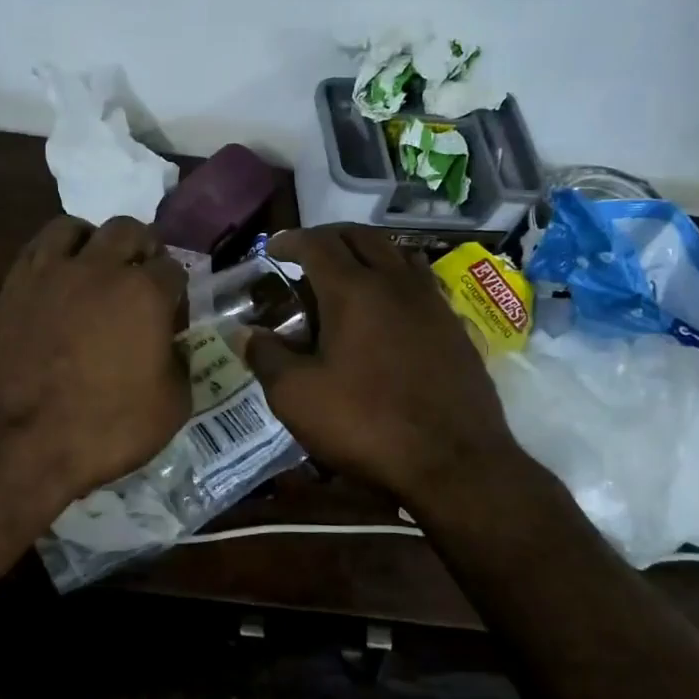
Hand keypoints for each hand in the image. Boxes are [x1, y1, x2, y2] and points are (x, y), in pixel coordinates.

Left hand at [0, 215, 189, 505]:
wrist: (20, 443)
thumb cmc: (105, 428)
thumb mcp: (171, 408)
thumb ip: (180, 365)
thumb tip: (173, 348)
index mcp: (144, 293)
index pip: (172, 269)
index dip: (176, 289)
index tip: (173, 311)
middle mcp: (99, 269)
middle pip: (128, 230)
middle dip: (142, 248)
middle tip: (140, 276)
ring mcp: (50, 273)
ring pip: (75, 227)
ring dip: (92, 241)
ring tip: (94, 266)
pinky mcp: (12, 287)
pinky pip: (36, 250)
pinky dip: (53, 256)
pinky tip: (57, 281)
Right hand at [246, 225, 526, 505]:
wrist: (454, 462)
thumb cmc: (366, 424)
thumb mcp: (297, 397)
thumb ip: (266, 357)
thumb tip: (244, 333)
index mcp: (353, 291)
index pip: (317, 244)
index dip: (290, 240)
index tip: (272, 249)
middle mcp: (396, 284)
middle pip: (362, 237)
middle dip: (329, 237)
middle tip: (307, 254)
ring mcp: (432, 304)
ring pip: (398, 254)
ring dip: (367, 252)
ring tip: (348, 273)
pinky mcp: (455, 329)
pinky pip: (422, 284)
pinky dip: (396, 279)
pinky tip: (388, 310)